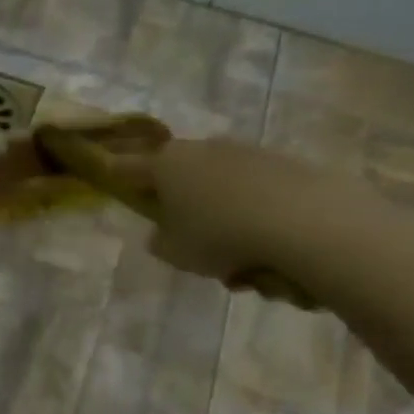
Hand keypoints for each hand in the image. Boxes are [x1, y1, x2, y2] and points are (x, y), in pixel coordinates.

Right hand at [121, 138, 345, 305]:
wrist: (303, 221)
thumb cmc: (220, 236)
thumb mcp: (175, 252)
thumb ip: (160, 241)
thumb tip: (162, 233)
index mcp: (167, 165)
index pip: (129, 167)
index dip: (117, 175)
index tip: (110, 178)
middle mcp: (204, 149)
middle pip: (181, 176)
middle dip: (182, 206)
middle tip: (189, 243)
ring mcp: (246, 152)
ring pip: (221, 189)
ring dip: (221, 218)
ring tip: (237, 264)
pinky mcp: (284, 163)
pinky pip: (255, 194)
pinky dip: (254, 218)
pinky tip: (268, 250)